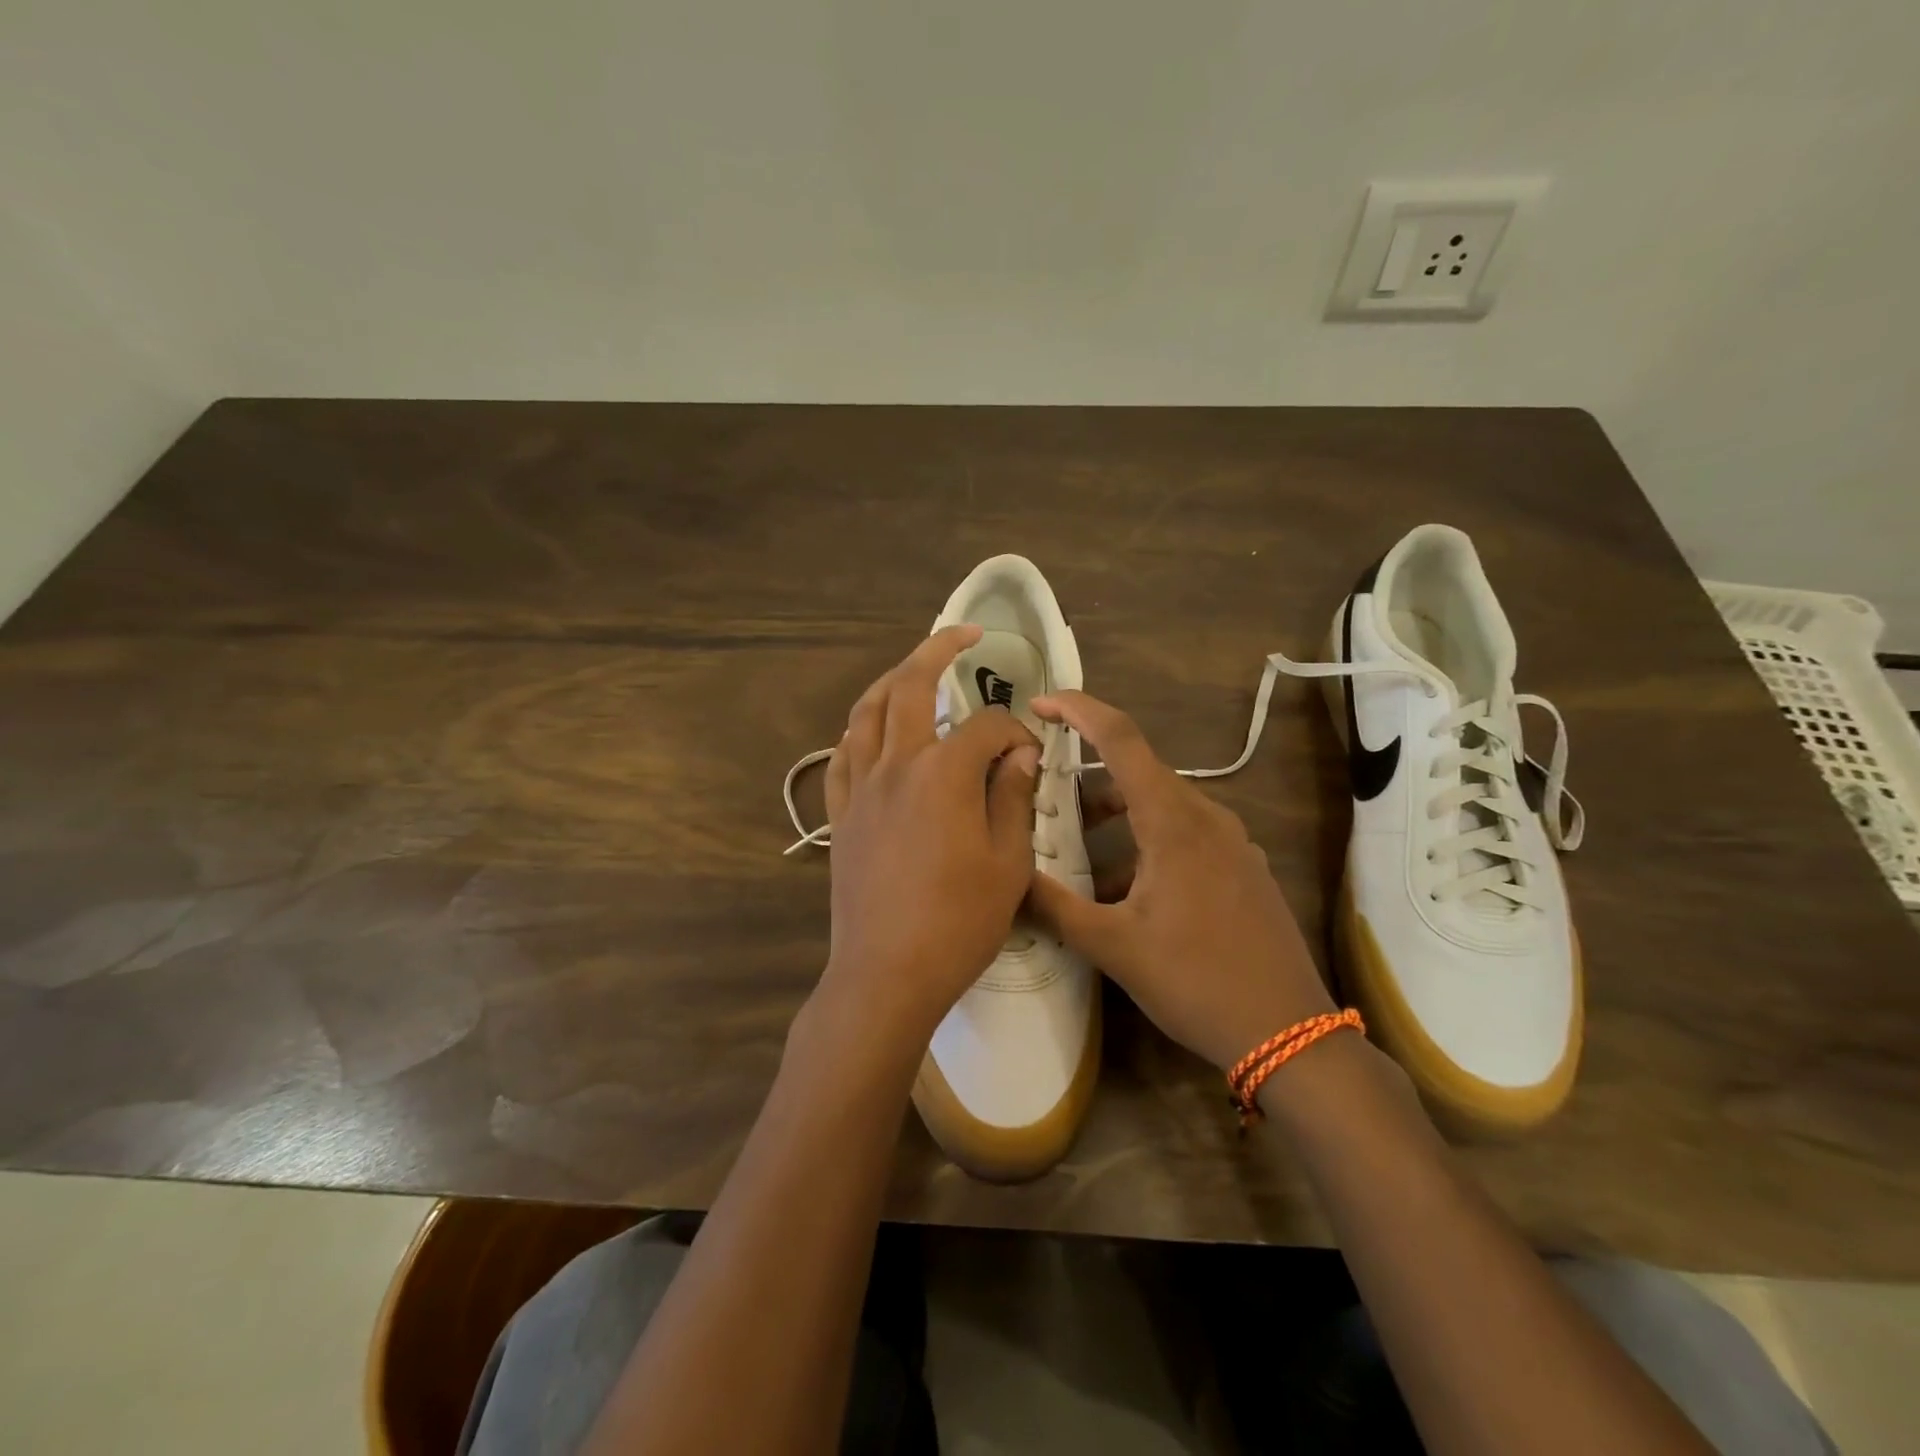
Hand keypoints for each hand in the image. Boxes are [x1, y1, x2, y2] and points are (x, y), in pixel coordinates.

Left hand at [812, 626, 1041, 1058]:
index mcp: (943, 773)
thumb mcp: (1007, 863)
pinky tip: (871, 733)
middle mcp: (896, 765)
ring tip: (913, 671)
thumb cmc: (958, 922)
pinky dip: (858, 732)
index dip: (1014, 733)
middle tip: (963, 634)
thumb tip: (1018, 754)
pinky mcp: (839, 815)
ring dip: (891, 681)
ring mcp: (860, 788)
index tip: (1029, 756)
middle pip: (911, 687)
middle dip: (938, 650)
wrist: (886, 972)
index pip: (986, 727)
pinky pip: (842, 756)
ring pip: (866, 712)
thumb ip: (1013, 798)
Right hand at [1025, 690, 1334, 1071]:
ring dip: (1115, 818)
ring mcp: (1232, 843)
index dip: (1078, 710)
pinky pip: (1184, 836)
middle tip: (1043, 795)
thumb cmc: (1195, 981)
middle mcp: (1206, 817)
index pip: (1120, 738)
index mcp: (1173, 821)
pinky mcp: (1242, 869)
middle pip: (1137, 773)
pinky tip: (1124, 891)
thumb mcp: (1113, 946)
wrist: (1290, 1035)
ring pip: (1160, 807)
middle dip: (1086, 778)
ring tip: (1076, 851)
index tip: (1040, 702)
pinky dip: (1145, 843)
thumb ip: (1054, 906)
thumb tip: (1006, 877)